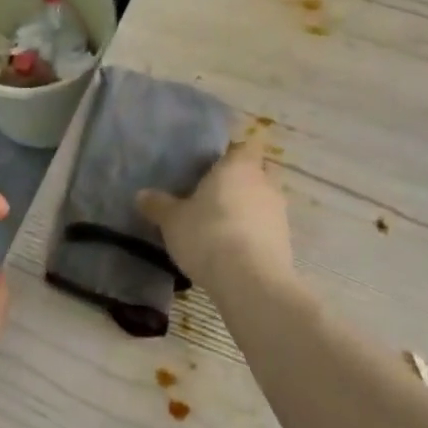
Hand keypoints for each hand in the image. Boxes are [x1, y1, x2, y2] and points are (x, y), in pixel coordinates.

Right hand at [136, 140, 292, 295]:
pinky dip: (255, 234)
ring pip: (264, 200)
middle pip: (257, 172)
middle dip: (241, 181)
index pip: (243, 146)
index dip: (230, 154)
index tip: (212, 167)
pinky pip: (267, 228)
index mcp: (238, 166)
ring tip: (222, 226)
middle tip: (215, 195)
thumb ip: (158, 205)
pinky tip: (235, 249)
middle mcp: (264, 182)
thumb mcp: (172, 221)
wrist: (250, 281)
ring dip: (249, 209)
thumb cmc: (208, 235)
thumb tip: (141, 195)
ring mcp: (279, 212)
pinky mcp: (286, 241)